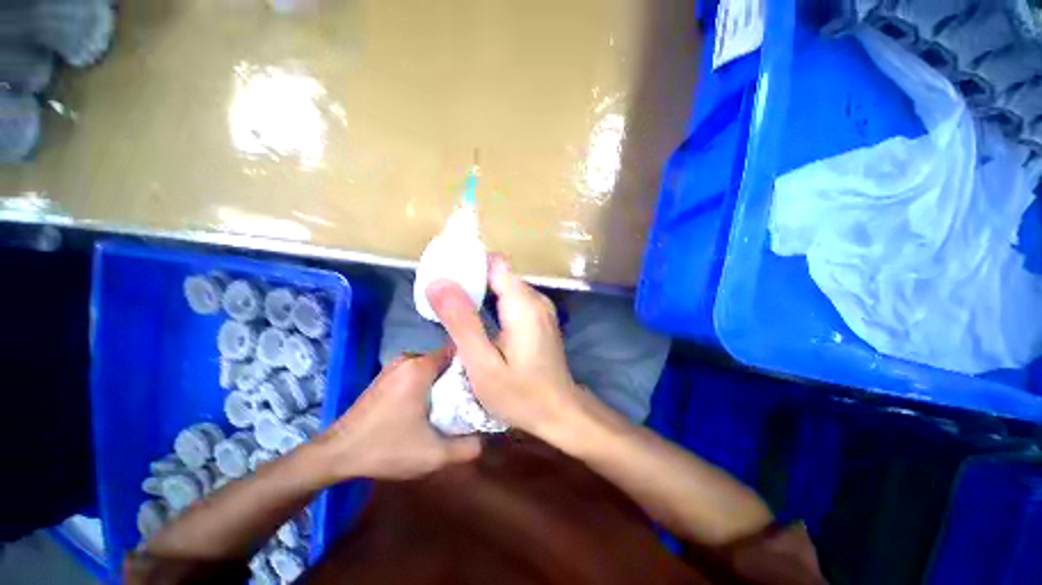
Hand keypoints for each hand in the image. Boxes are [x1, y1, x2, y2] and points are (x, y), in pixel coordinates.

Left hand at [314, 348, 481, 480]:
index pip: (458, 351)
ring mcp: (395, 365)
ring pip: (432, 365)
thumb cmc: (386, 449)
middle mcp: (408, 358)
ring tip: (452, 401)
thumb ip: (468, 447)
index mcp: (420, 367)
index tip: (483, 381)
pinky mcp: (386, 374)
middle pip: (446, 359)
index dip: (473, 364)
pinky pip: (418, 370)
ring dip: (444, 379)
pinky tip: (428, 403)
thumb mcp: (433, 455)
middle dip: (460, 375)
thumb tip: (487, 436)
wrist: (336, 454)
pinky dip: (428, 382)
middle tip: (470, 396)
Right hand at [427, 256, 582, 441]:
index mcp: (524, 304)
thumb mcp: (483, 364)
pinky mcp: (539, 317)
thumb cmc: (521, 394)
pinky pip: (512, 297)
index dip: (468, 263)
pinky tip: (476, 317)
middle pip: (499, 273)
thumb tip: (438, 283)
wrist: (559, 412)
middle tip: (440, 295)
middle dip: (469, 278)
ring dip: (479, 290)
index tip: (443, 273)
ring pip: (504, 284)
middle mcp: (535, 298)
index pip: (494, 263)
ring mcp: (540, 307)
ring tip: (452, 306)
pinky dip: (491, 301)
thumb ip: (462, 322)